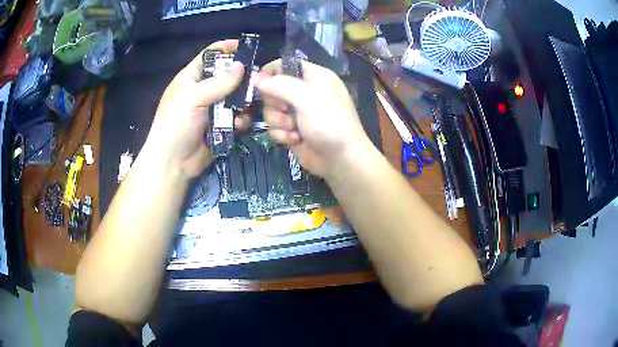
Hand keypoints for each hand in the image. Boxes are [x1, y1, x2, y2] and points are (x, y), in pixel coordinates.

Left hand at [145, 40, 244, 178]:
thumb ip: (218, 83)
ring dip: (242, 102)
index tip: (246, 47)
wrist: (173, 163)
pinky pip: (235, 117)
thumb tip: (241, 65)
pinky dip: (240, 119)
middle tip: (257, 81)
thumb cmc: (176, 125)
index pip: (209, 56)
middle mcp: (202, 91)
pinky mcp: (220, 126)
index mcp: (190, 79)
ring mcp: (211, 109)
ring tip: (246, 108)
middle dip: (241, 78)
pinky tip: (239, 125)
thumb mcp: (193, 99)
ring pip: (234, 97)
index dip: (226, 49)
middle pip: (226, 76)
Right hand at [255, 60, 371, 177]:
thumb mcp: (307, 98)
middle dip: (275, 103)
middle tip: (286, 110)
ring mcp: (297, 112)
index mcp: (314, 77)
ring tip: (294, 129)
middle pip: (273, 89)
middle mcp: (304, 92)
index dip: (270, 73)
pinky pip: (274, 127)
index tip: (259, 84)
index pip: (285, 65)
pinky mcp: (291, 130)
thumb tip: (255, 77)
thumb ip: (280, 85)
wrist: (341, 160)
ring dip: (279, 122)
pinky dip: (282, 134)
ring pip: (270, 110)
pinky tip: (295, 140)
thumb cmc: (329, 123)